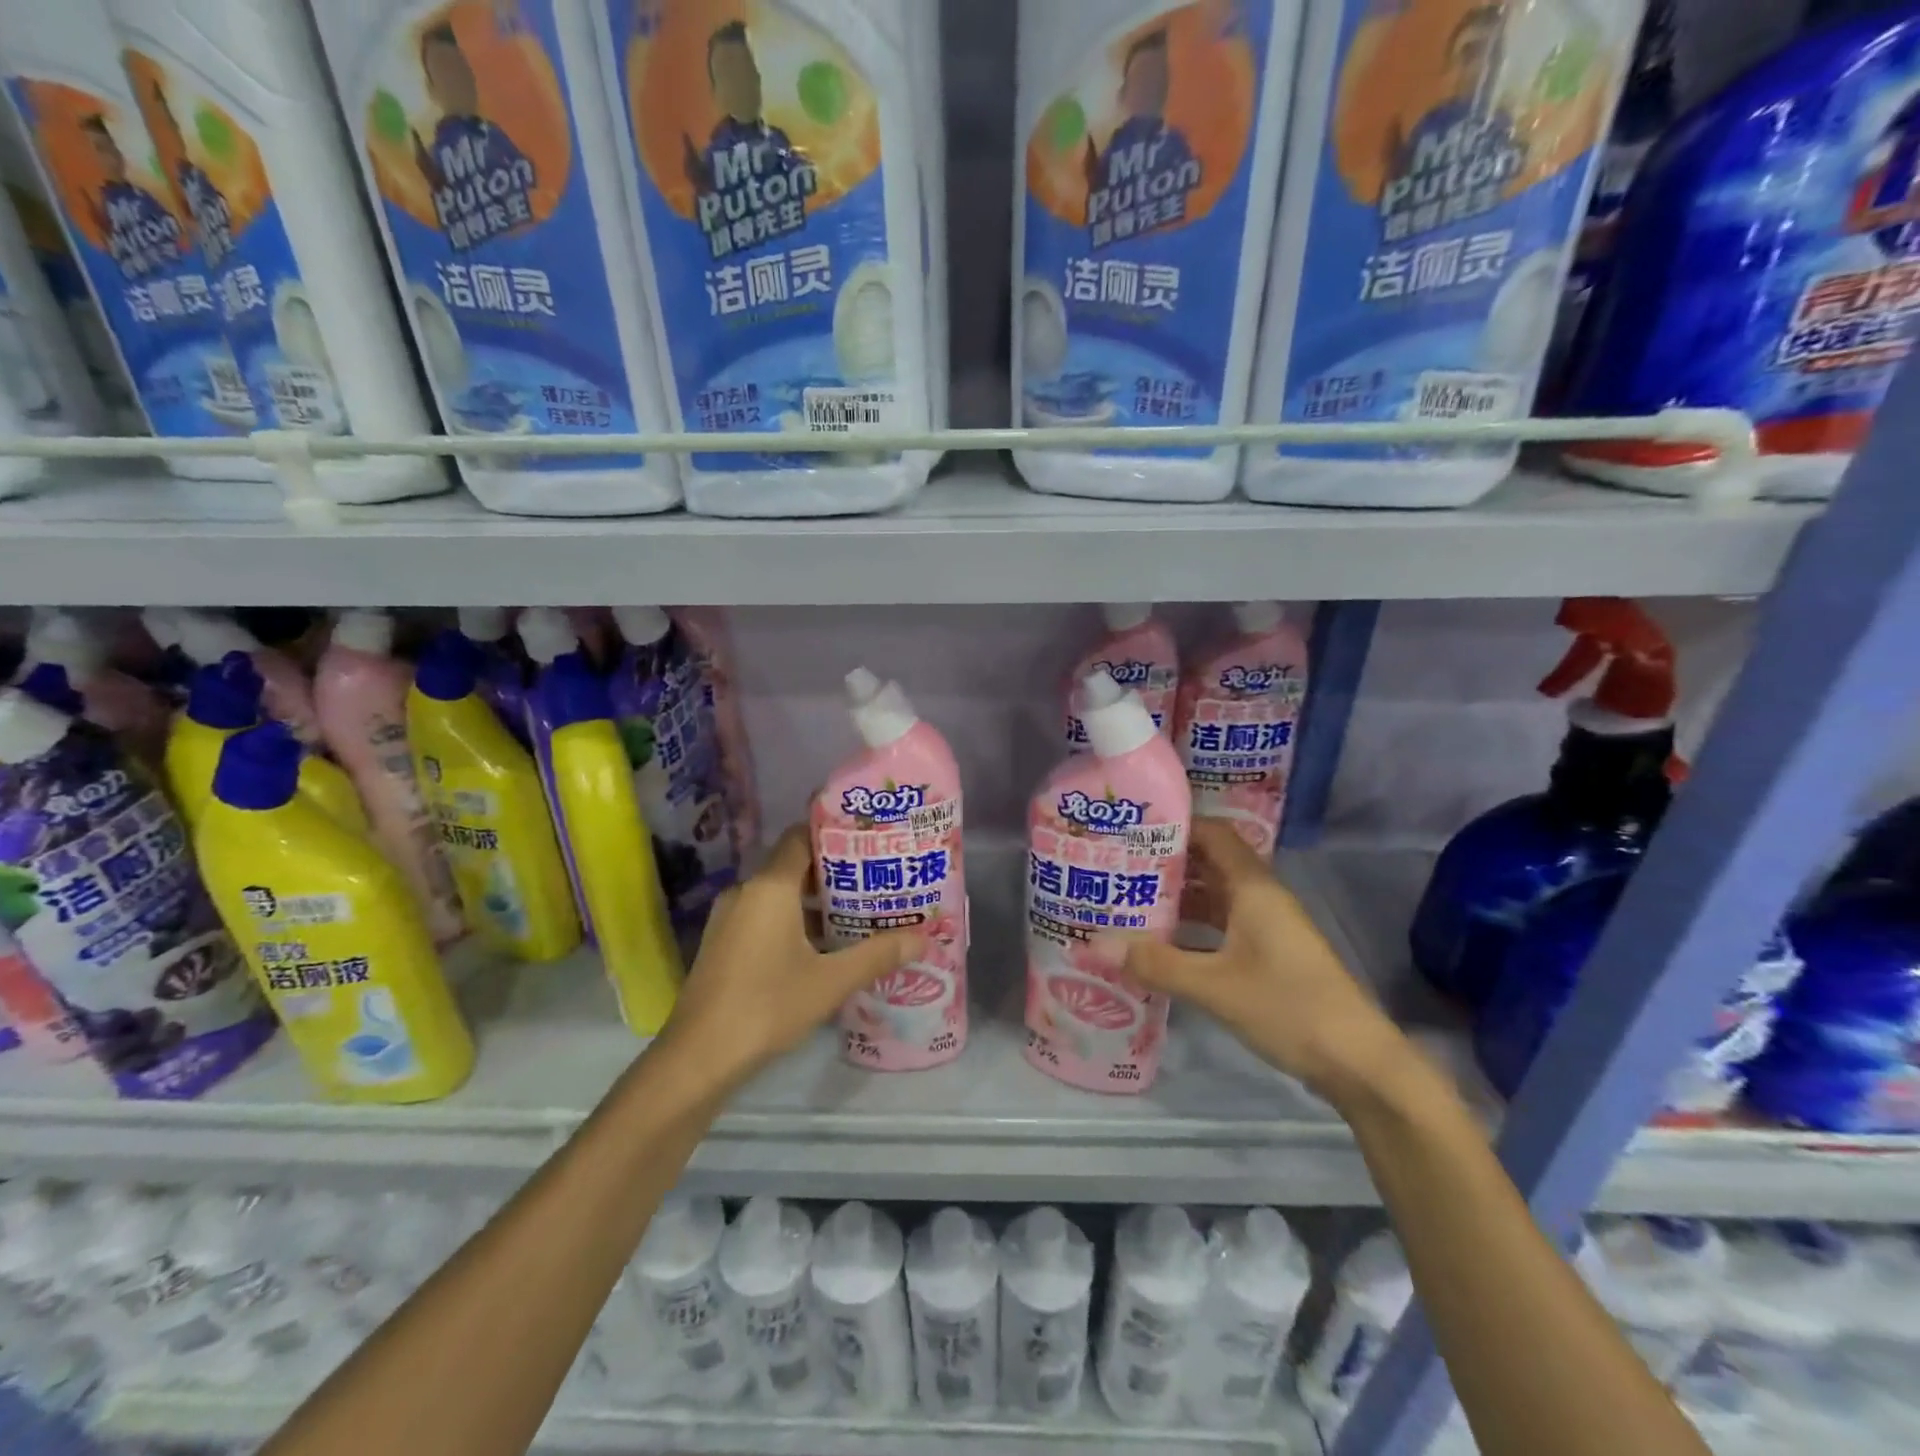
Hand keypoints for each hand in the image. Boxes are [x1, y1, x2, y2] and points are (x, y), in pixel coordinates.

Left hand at [657, 826, 924, 1091]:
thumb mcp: (831, 981)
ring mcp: (730, 918)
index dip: (834, 834)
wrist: (699, 1058)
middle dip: (834, 872)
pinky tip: (824, 945)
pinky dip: (794, 920)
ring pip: (779, 895)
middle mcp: (746, 892)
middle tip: (876, 879)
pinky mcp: (724, 943)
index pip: (801, 837)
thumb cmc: (767, 1006)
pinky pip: (765, 916)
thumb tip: (923, 939)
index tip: (869, 840)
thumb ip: (877, 955)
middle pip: (794, 865)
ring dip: (815, 900)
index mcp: (770, 887)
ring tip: (858, 911)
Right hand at [1100, 819, 1406, 1104]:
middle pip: (1210, 863)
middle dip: (1166, 862)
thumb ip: (1156, 963)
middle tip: (1117, 865)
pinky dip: (1191, 928)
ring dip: (1177, 897)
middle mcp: (1261, 898)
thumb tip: (1094, 945)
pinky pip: (1222, 926)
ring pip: (1214, 897)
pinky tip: (1160, 943)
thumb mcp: (1214, 986)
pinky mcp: (1269, 956)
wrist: (1358, 1062)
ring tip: (1128, 900)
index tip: (1132, 827)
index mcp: (1253, 888)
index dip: (1176, 825)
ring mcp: (1267, 928)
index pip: (1213, 834)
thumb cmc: (1288, 1007)